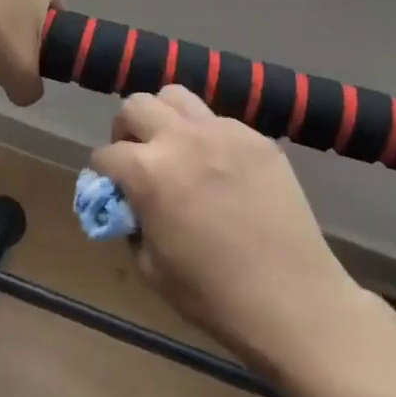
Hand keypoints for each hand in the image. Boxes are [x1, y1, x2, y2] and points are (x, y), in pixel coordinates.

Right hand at [90, 86, 367, 380]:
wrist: (292, 300)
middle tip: (138, 156)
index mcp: (148, 172)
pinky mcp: (257, 137)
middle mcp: (182, 139)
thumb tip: (130, 203)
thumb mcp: (151, 268)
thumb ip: (133, 223)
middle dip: (127, 130)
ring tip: (175, 148)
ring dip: (165, 118)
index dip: (103, 172)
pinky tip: (220, 169)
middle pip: (136, 105)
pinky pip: (219, 121)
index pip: (107, 154)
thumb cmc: (213, 295)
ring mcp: (223, 132)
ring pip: (177, 96)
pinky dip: (207, 137)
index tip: (110, 186)